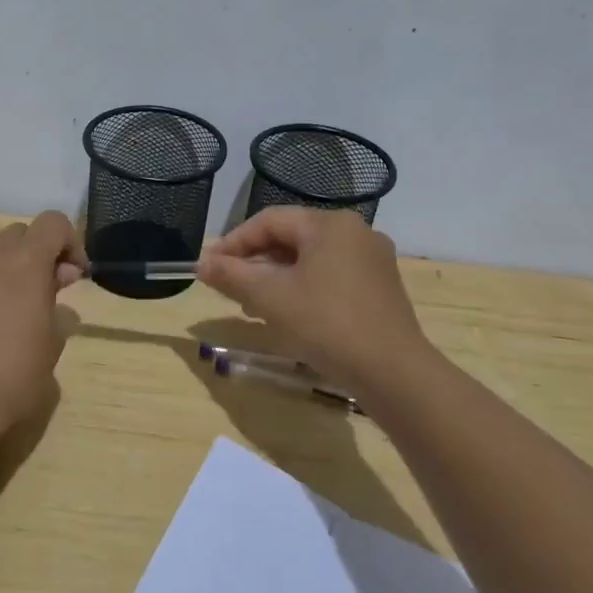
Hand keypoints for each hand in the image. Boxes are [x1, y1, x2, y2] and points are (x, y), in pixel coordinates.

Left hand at [0, 210, 86, 433]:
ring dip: (15, 268)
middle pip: (22, 233)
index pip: (53, 223)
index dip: (71, 243)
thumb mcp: (52, 346)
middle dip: (41, 253)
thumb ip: (59, 318)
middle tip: (52, 291)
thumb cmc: (14, 372)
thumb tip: (59, 311)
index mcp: (24, 262)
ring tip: (23, 309)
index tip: (76, 277)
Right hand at [196, 207, 431, 394]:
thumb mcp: (270, 298)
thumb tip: (201, 264)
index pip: (269, 221)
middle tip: (229, 289)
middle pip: (291, 238)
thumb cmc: (325, 324)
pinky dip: (303, 289)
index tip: (208, 267)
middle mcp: (355, 233)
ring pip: (310, 260)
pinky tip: (289, 315)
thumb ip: (232, 275)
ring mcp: (372, 261)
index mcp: (329, 224)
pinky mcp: (380, 288)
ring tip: (253, 306)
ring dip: (276, 278)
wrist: (391, 371)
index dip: (233, 243)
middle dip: (254, 263)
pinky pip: (330, 277)